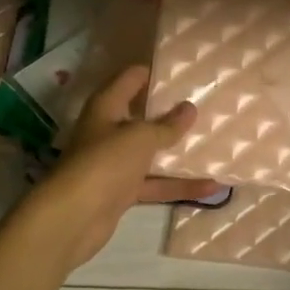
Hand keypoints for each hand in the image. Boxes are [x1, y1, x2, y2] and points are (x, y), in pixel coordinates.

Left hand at [11, 65, 221, 271]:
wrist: (72, 218)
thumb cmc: (105, 162)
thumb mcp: (140, 137)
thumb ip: (167, 125)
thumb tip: (189, 108)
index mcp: (107, 106)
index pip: (133, 78)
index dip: (157, 72)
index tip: (188, 70)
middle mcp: (109, 130)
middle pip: (144, 115)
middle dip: (174, 112)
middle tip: (209, 104)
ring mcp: (116, 162)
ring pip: (153, 151)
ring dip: (179, 150)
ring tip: (216, 142)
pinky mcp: (123, 191)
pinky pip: (156, 183)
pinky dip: (179, 184)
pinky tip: (211, 186)